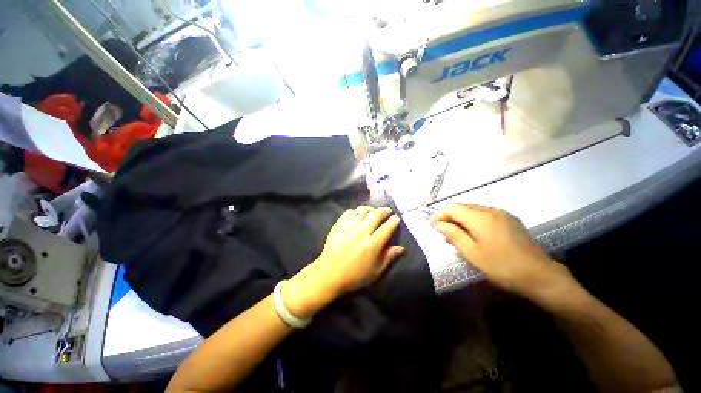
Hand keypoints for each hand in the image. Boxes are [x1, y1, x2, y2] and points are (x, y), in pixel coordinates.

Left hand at [283, 206, 402, 318]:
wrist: (329, 273)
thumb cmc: (355, 275)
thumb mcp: (376, 271)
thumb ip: (389, 257)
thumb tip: (401, 247)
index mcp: (373, 243)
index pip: (388, 226)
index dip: (394, 221)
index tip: (396, 219)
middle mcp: (362, 231)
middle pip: (376, 214)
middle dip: (385, 210)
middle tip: (387, 211)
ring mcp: (349, 226)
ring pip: (363, 209)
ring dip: (371, 209)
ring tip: (373, 212)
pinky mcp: (339, 224)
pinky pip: (349, 212)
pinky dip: (356, 212)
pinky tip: (357, 216)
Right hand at [431, 204, 573, 302]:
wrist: (541, 277)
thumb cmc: (502, 267)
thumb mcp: (472, 253)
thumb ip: (452, 234)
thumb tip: (436, 223)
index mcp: (481, 217)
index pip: (453, 208)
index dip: (440, 214)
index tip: (433, 226)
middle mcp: (491, 210)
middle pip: (463, 207)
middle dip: (450, 218)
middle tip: (444, 235)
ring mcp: (503, 214)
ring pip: (474, 211)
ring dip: (461, 220)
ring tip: (458, 237)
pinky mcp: (510, 221)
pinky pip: (485, 215)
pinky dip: (474, 222)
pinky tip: (474, 236)